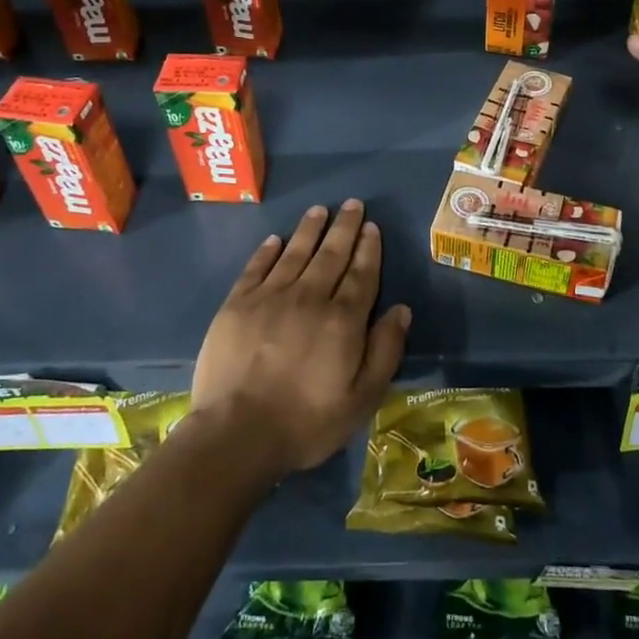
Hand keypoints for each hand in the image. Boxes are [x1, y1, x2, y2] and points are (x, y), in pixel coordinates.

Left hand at [190, 200, 409, 479]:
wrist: (237, 434)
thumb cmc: (307, 422)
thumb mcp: (362, 398)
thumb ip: (385, 351)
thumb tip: (401, 310)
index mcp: (343, 320)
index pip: (361, 274)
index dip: (368, 248)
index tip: (371, 226)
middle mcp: (309, 298)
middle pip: (331, 255)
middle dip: (344, 227)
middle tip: (351, 203)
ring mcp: (269, 298)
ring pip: (295, 253)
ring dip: (309, 230)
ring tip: (319, 210)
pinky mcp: (237, 305)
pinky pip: (256, 268)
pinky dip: (267, 251)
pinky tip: (276, 240)